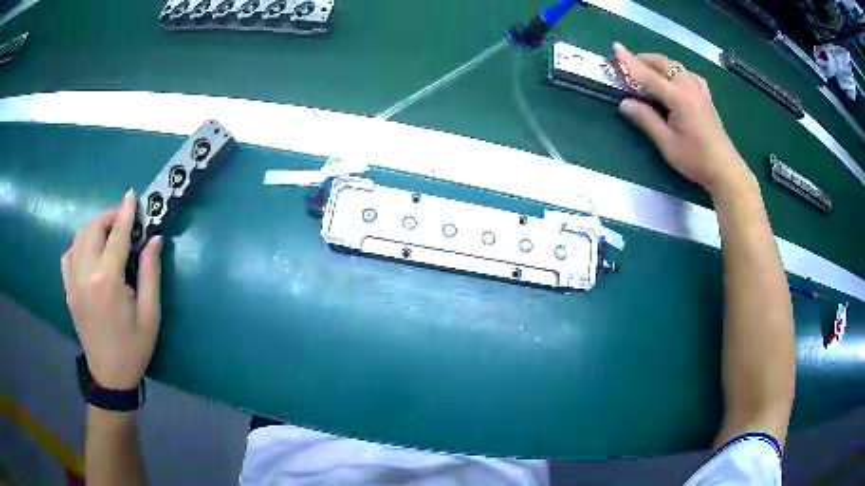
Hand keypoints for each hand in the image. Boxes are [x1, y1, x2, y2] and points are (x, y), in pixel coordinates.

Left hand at [61, 190, 162, 389]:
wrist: (110, 376)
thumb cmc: (133, 347)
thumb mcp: (150, 314)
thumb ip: (150, 273)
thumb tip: (154, 239)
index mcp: (107, 281)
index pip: (117, 235)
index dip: (126, 213)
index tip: (132, 195)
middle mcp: (86, 274)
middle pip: (93, 229)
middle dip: (109, 216)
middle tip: (124, 220)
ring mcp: (73, 281)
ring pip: (78, 238)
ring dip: (94, 227)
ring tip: (108, 233)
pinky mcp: (68, 289)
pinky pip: (68, 255)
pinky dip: (78, 244)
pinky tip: (89, 251)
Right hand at [613, 43, 753, 195]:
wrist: (726, 170)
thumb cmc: (696, 160)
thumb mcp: (668, 144)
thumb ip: (646, 120)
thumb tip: (625, 103)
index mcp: (679, 98)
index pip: (648, 75)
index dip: (630, 62)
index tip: (614, 48)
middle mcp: (690, 87)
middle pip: (663, 64)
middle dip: (643, 60)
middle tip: (627, 66)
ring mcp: (700, 90)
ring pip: (675, 66)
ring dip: (658, 64)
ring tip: (646, 72)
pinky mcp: (706, 96)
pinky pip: (687, 74)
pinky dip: (674, 71)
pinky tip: (673, 80)